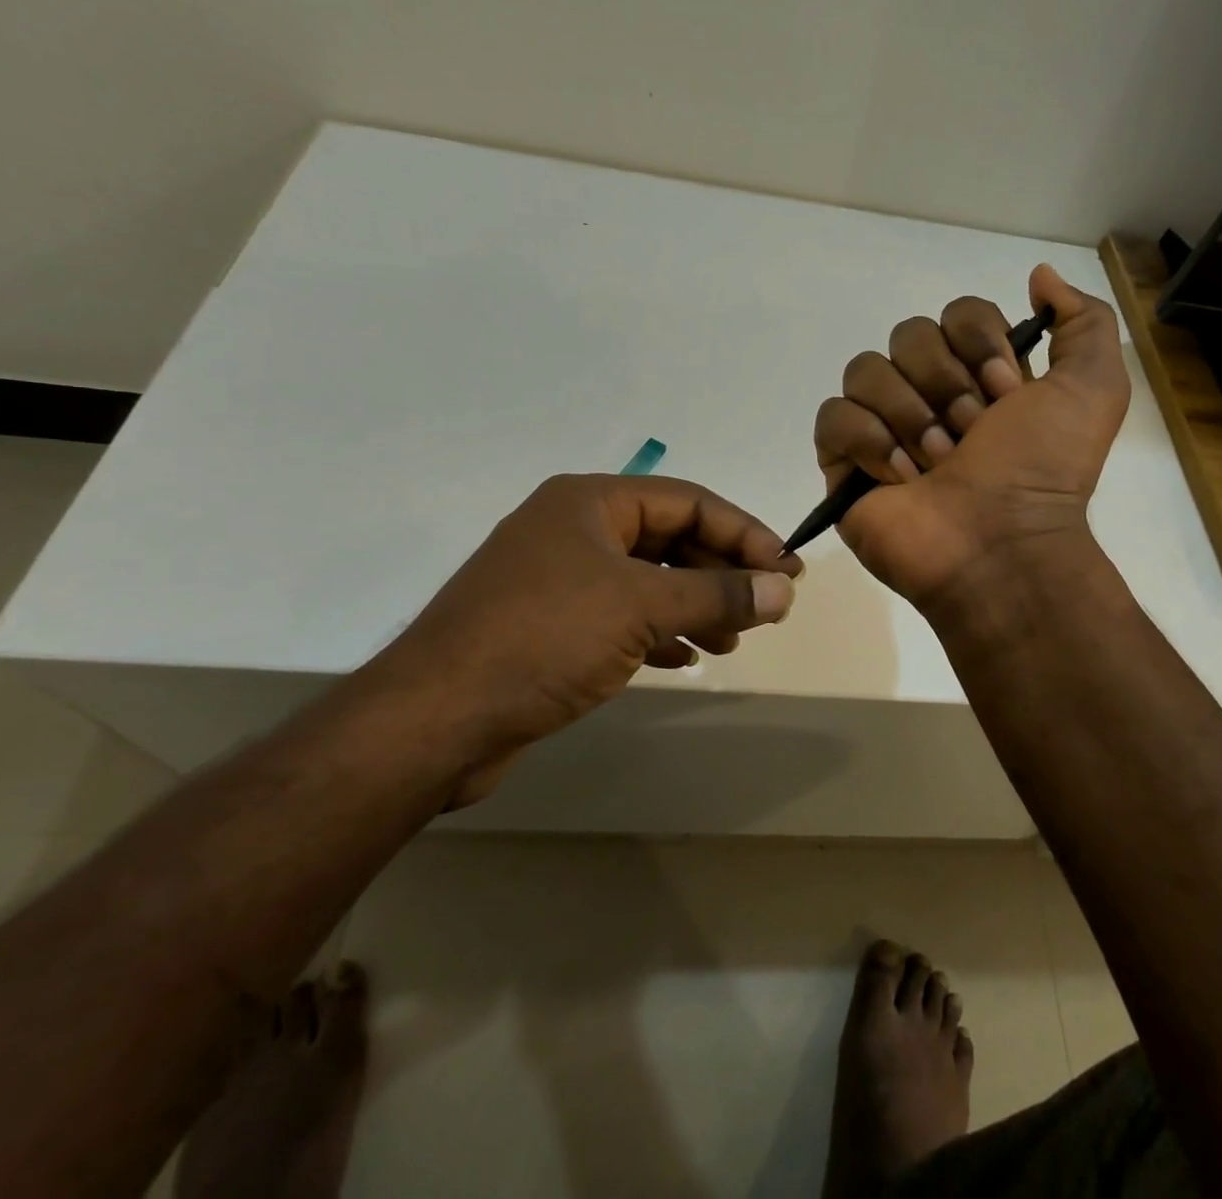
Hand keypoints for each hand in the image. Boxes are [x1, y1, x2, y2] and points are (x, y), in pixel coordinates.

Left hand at [356, 474, 799, 804]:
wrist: (434, 720)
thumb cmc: (542, 640)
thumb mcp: (640, 608)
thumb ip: (717, 595)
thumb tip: (784, 589)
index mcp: (590, 502)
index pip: (688, 501)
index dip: (744, 533)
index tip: (786, 570)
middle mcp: (575, 530)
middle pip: (669, 538)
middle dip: (721, 572)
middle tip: (767, 607)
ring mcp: (560, 579)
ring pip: (648, 580)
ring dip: (696, 605)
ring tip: (734, 639)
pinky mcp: (551, 626)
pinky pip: (623, 616)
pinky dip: (660, 632)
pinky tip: (687, 657)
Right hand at [813, 264, 1128, 606]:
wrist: (1001, 545)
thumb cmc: (1045, 469)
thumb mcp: (1094, 388)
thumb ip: (1083, 321)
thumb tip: (1037, 275)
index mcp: (979, 375)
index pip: (958, 314)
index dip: (979, 345)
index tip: (1007, 395)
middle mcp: (929, 393)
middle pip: (908, 335)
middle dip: (945, 384)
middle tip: (971, 435)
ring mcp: (882, 427)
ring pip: (865, 370)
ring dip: (909, 416)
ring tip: (935, 464)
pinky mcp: (844, 461)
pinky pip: (833, 417)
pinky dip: (868, 441)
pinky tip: (898, 477)